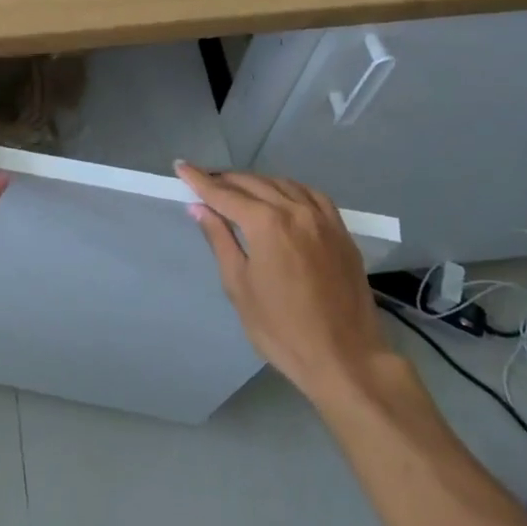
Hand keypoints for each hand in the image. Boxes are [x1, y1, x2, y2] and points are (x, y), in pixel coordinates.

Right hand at [177, 164, 388, 403]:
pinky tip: (281, 196)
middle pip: (253, 183)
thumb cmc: (282, 330)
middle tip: (203, 179)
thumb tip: (199, 208)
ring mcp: (322, 219)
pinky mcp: (340, 231)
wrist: (345, 359)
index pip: (224, 194)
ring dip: (256, 182)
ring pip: (282, 184)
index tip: (181, 166)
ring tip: (236, 188)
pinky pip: (311, 195)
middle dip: (224, 179)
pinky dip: (289, 189)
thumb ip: (220, 240)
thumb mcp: (239, 286)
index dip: (199, 180)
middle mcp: (295, 210)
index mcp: (266, 224)